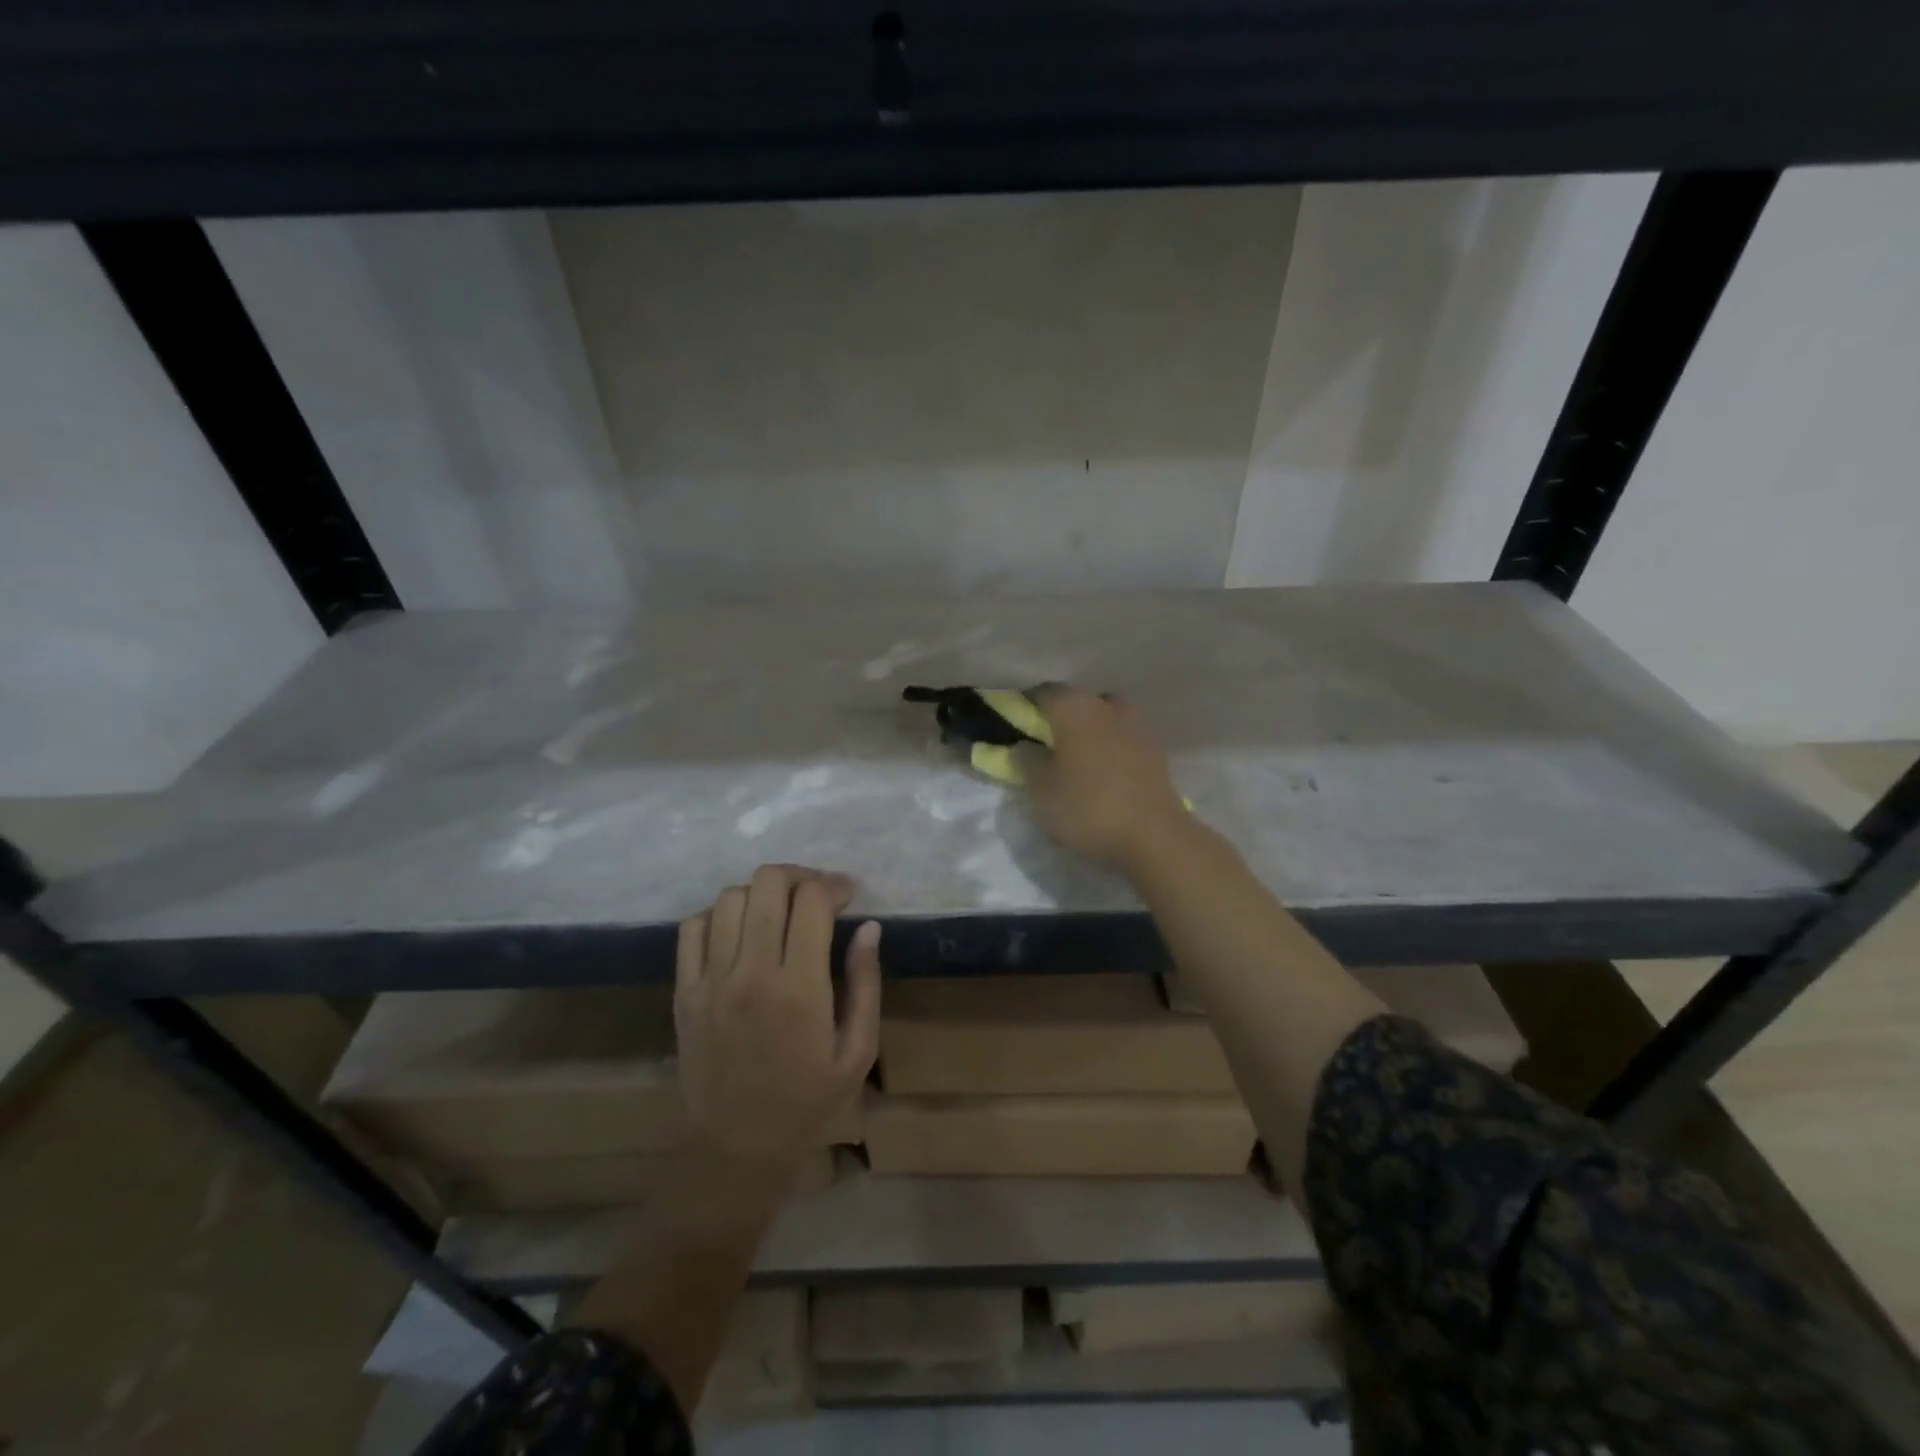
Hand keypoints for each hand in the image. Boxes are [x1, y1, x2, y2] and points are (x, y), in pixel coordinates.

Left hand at [675, 865, 881, 1164]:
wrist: (736, 1148)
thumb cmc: (808, 1101)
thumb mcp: (858, 1052)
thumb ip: (866, 984)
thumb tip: (869, 927)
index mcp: (800, 989)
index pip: (811, 901)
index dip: (834, 885)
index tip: (847, 895)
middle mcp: (751, 973)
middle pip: (767, 883)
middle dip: (799, 877)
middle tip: (815, 895)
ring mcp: (710, 981)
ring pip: (729, 897)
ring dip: (760, 893)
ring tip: (778, 911)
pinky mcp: (684, 992)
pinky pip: (692, 927)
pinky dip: (717, 914)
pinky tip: (738, 931)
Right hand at [1015, 686, 1188, 864]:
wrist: (1153, 835)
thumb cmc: (1087, 807)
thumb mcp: (1040, 790)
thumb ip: (1027, 760)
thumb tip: (1025, 745)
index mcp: (1074, 708)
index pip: (1042, 692)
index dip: (1026, 706)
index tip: (1016, 726)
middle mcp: (1106, 706)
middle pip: (1078, 701)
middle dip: (1061, 717)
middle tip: (1047, 744)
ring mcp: (1136, 726)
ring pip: (1105, 717)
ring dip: (1091, 730)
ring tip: (1080, 759)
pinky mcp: (1155, 751)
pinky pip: (1124, 739)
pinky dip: (1112, 748)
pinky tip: (1106, 773)